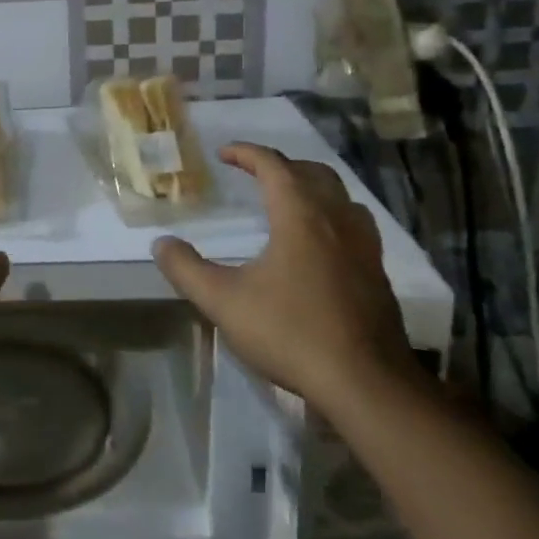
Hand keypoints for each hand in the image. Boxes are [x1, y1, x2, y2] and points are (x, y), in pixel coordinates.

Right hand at [151, 142, 416, 411]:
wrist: (366, 384)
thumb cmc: (291, 332)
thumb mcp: (223, 301)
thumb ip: (187, 269)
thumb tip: (161, 243)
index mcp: (300, 217)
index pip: (274, 166)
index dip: (247, 153)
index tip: (223, 153)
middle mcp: (336, 221)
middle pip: (313, 173)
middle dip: (282, 165)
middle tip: (255, 173)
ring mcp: (365, 248)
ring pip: (341, 198)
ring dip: (313, 188)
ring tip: (290, 201)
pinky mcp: (378, 275)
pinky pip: (355, 226)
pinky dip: (332, 217)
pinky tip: (320, 246)